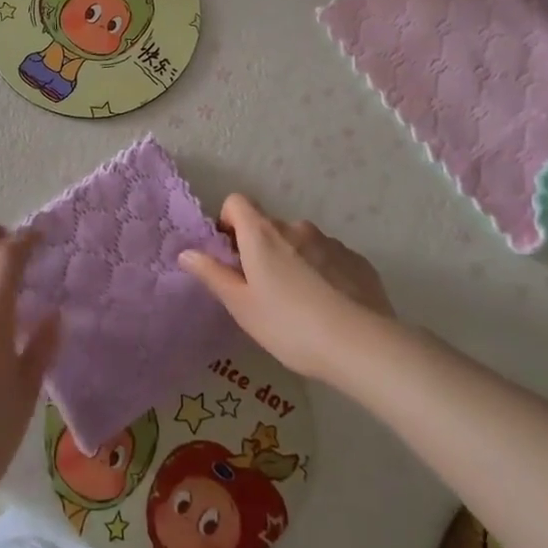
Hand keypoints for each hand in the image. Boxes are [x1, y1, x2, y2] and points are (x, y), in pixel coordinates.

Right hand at [180, 195, 393, 380]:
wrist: (362, 345)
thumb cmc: (289, 325)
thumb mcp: (241, 306)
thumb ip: (212, 274)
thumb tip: (186, 252)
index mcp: (263, 234)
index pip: (237, 201)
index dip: (229, 222)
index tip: (231, 255)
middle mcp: (296, 227)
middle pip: (268, 225)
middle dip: (261, 248)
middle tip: (263, 290)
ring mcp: (330, 242)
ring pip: (300, 242)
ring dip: (293, 260)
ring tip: (300, 303)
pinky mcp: (357, 260)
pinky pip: (329, 257)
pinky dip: (322, 272)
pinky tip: (329, 306)